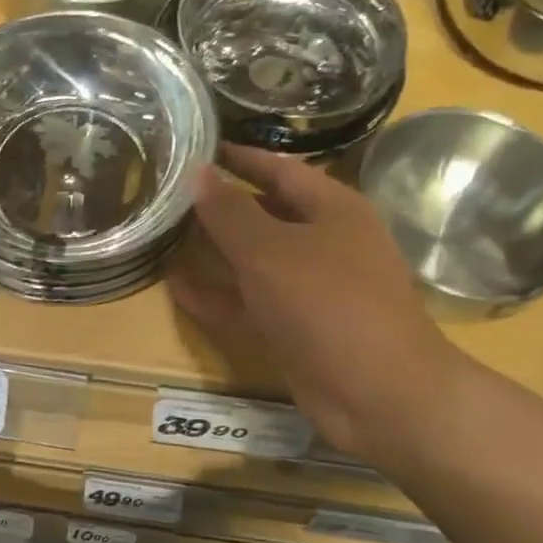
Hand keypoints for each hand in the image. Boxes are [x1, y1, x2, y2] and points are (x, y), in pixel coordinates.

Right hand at [170, 146, 465, 459]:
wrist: (380, 394)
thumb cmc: (328, 304)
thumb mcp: (271, 251)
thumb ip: (230, 212)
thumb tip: (198, 173)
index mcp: (332, 209)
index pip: (278, 169)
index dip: (239, 158)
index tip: (196, 147)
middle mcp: (323, 244)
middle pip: (264, 215)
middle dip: (219, 206)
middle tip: (167, 195)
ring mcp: (309, 290)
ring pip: (253, 262)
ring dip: (213, 252)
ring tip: (163, 237)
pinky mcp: (295, 330)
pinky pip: (249, 304)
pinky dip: (216, 296)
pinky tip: (175, 288)